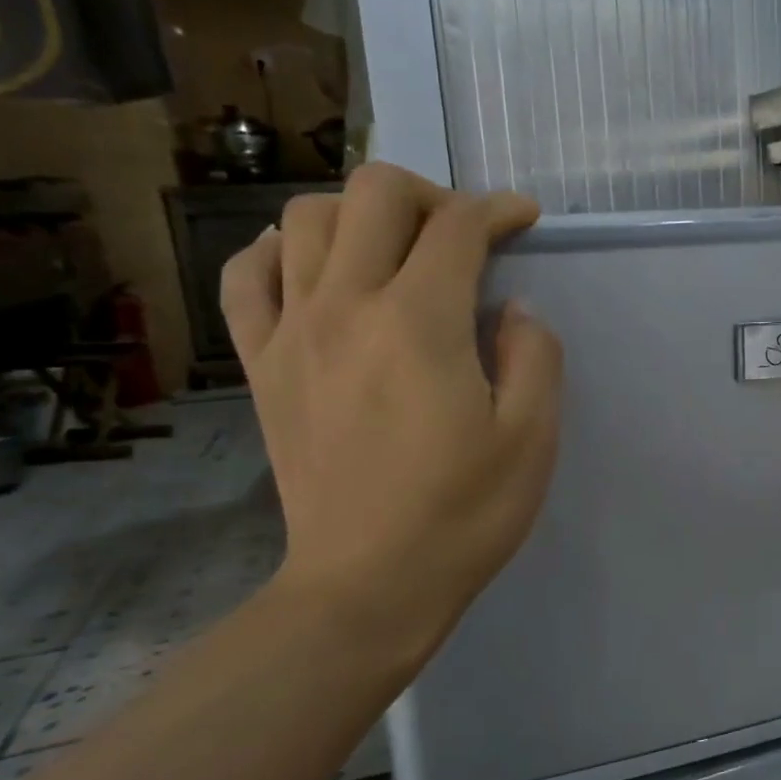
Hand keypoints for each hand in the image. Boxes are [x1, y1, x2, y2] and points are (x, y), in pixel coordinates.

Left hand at [220, 164, 562, 674]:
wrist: (367, 586)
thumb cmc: (463, 514)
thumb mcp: (532, 437)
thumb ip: (534, 353)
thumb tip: (513, 308)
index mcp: (419, 323)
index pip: (458, 226)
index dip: (498, 209)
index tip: (523, 219)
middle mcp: (346, 307)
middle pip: (374, 194)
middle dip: (430, 194)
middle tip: (461, 234)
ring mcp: (292, 333)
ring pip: (304, 218)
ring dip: (358, 214)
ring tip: (394, 249)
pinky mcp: (261, 366)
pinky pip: (246, 277)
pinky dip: (276, 252)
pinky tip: (311, 271)